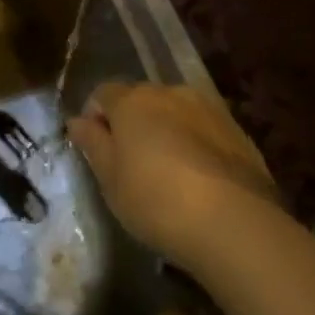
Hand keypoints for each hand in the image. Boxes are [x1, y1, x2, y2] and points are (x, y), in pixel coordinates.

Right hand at [68, 83, 281, 272]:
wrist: (233, 222)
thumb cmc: (156, 200)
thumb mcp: (111, 179)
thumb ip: (92, 143)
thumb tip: (77, 120)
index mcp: (133, 100)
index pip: (102, 93)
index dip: (95, 117)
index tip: (96, 149)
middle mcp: (170, 92)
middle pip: (141, 99)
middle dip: (131, 122)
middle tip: (130, 163)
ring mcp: (208, 108)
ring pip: (174, 111)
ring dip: (164, 130)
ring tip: (166, 171)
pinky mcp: (236, 129)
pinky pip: (202, 128)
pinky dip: (193, 142)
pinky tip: (196, 177)